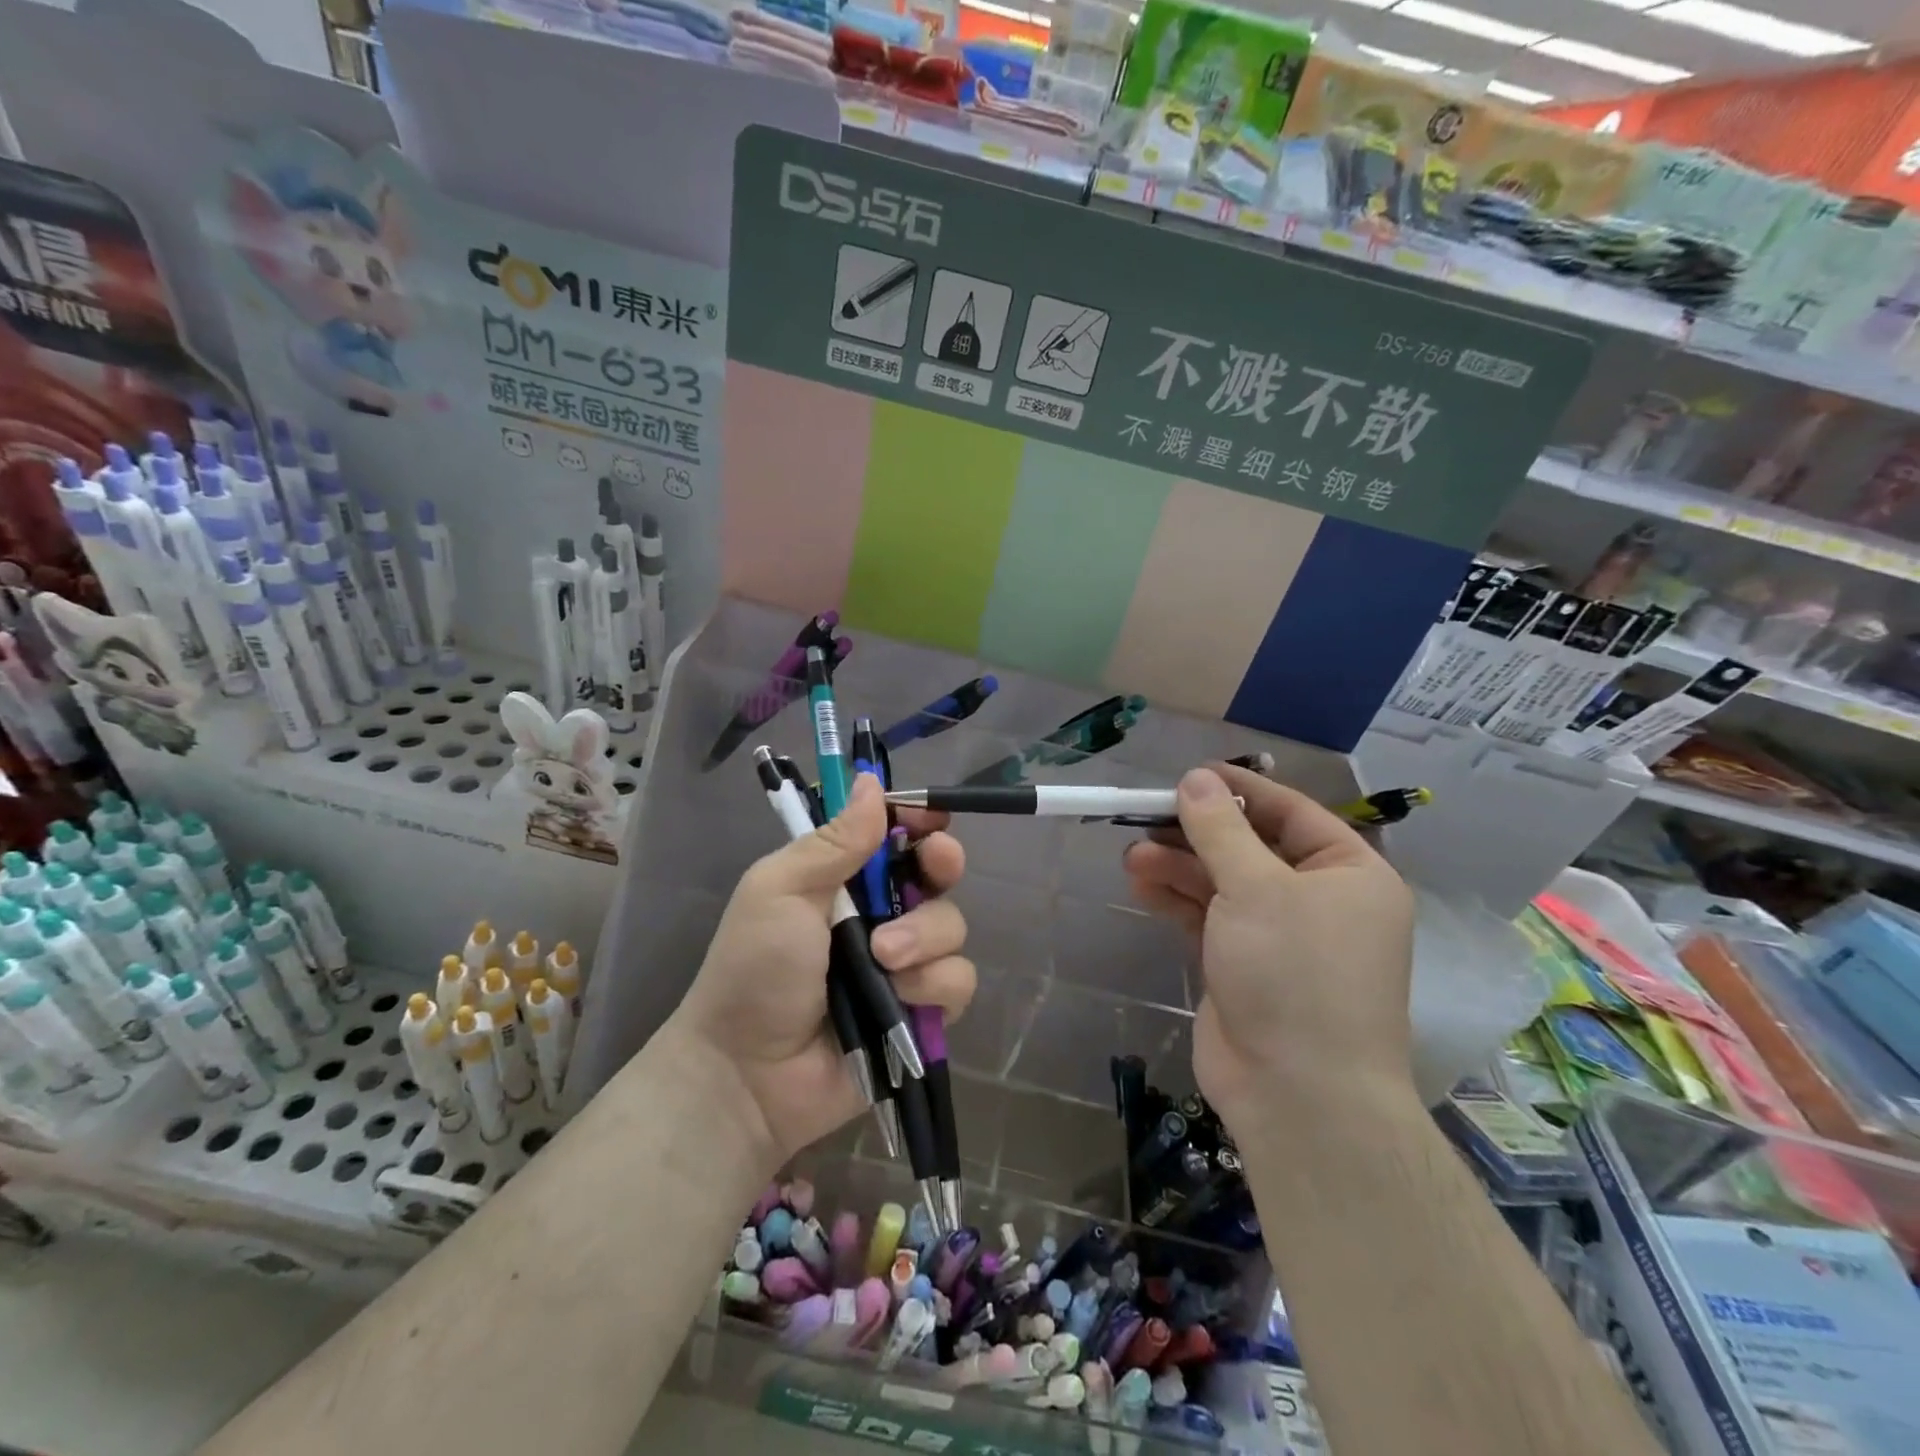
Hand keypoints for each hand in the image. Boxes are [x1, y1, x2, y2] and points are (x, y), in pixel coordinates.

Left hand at [674, 773, 975, 1163]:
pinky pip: (957, 980)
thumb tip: (870, 780)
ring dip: (924, 936)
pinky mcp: (921, 1010)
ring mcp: (904, 963)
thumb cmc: (754, 969)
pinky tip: (901, 996)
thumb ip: (833, 840)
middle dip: (941, 865)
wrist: (749, 1075)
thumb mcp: (781, 890)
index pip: (895, 834)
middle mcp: (880, 913)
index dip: (918, 820)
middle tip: (934, 866)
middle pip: (938, 873)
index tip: (930, 817)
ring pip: (952, 925)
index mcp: (843, 878)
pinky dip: (933, 984)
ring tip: (882, 957)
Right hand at [1122, 765, 1415, 1130]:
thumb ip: (1219, 829)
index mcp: (1348, 873)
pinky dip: (1176, 899)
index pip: (1290, 812)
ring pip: (1222, 883)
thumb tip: (1194, 779)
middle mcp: (1318, 900)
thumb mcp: (1256, 888)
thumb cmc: (1294, 973)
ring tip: (1132, 855)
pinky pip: (1207, 917)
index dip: (1239, 789)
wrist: (1298, 1095)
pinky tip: (1140, 884)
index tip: (1189, 774)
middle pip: (1249, 847)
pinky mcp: (1242, 964)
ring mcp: (1278, 936)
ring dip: (1178, 866)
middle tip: (1146, 815)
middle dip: (1196, 833)